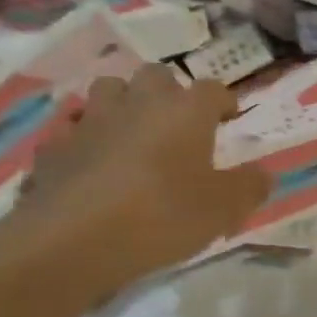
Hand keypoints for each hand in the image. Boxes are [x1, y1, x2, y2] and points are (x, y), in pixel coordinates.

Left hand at [6, 66, 270, 305]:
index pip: (212, 89)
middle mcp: (138, 103)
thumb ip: (249, 187)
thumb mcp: (223, 210)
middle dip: (170, 92)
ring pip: (108, 90)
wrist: (72, 240)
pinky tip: (88, 161)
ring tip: (132, 132)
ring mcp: (90, 120)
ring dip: (123, 104)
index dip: (223, 101)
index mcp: (185, 112)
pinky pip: (71, 129)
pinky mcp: (53, 147)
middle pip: (156, 76)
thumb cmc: (162, 216)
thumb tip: (263, 173)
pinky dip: (83, 138)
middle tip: (179, 122)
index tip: (229, 118)